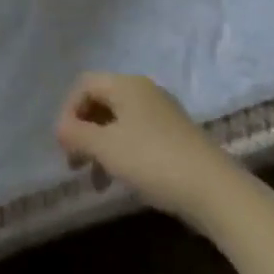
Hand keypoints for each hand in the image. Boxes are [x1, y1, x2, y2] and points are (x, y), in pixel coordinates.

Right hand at [55, 72, 243, 225]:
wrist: (214, 189)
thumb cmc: (153, 161)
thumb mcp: (107, 148)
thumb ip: (77, 135)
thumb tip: (59, 128)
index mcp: (126, 84)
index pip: (84, 84)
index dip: (68, 111)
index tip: (64, 146)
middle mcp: (143, 90)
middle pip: (101, 101)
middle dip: (83, 131)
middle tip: (75, 164)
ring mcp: (162, 112)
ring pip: (119, 121)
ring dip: (101, 146)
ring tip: (97, 181)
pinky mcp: (175, 136)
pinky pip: (137, 135)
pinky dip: (122, 153)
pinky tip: (123, 180)